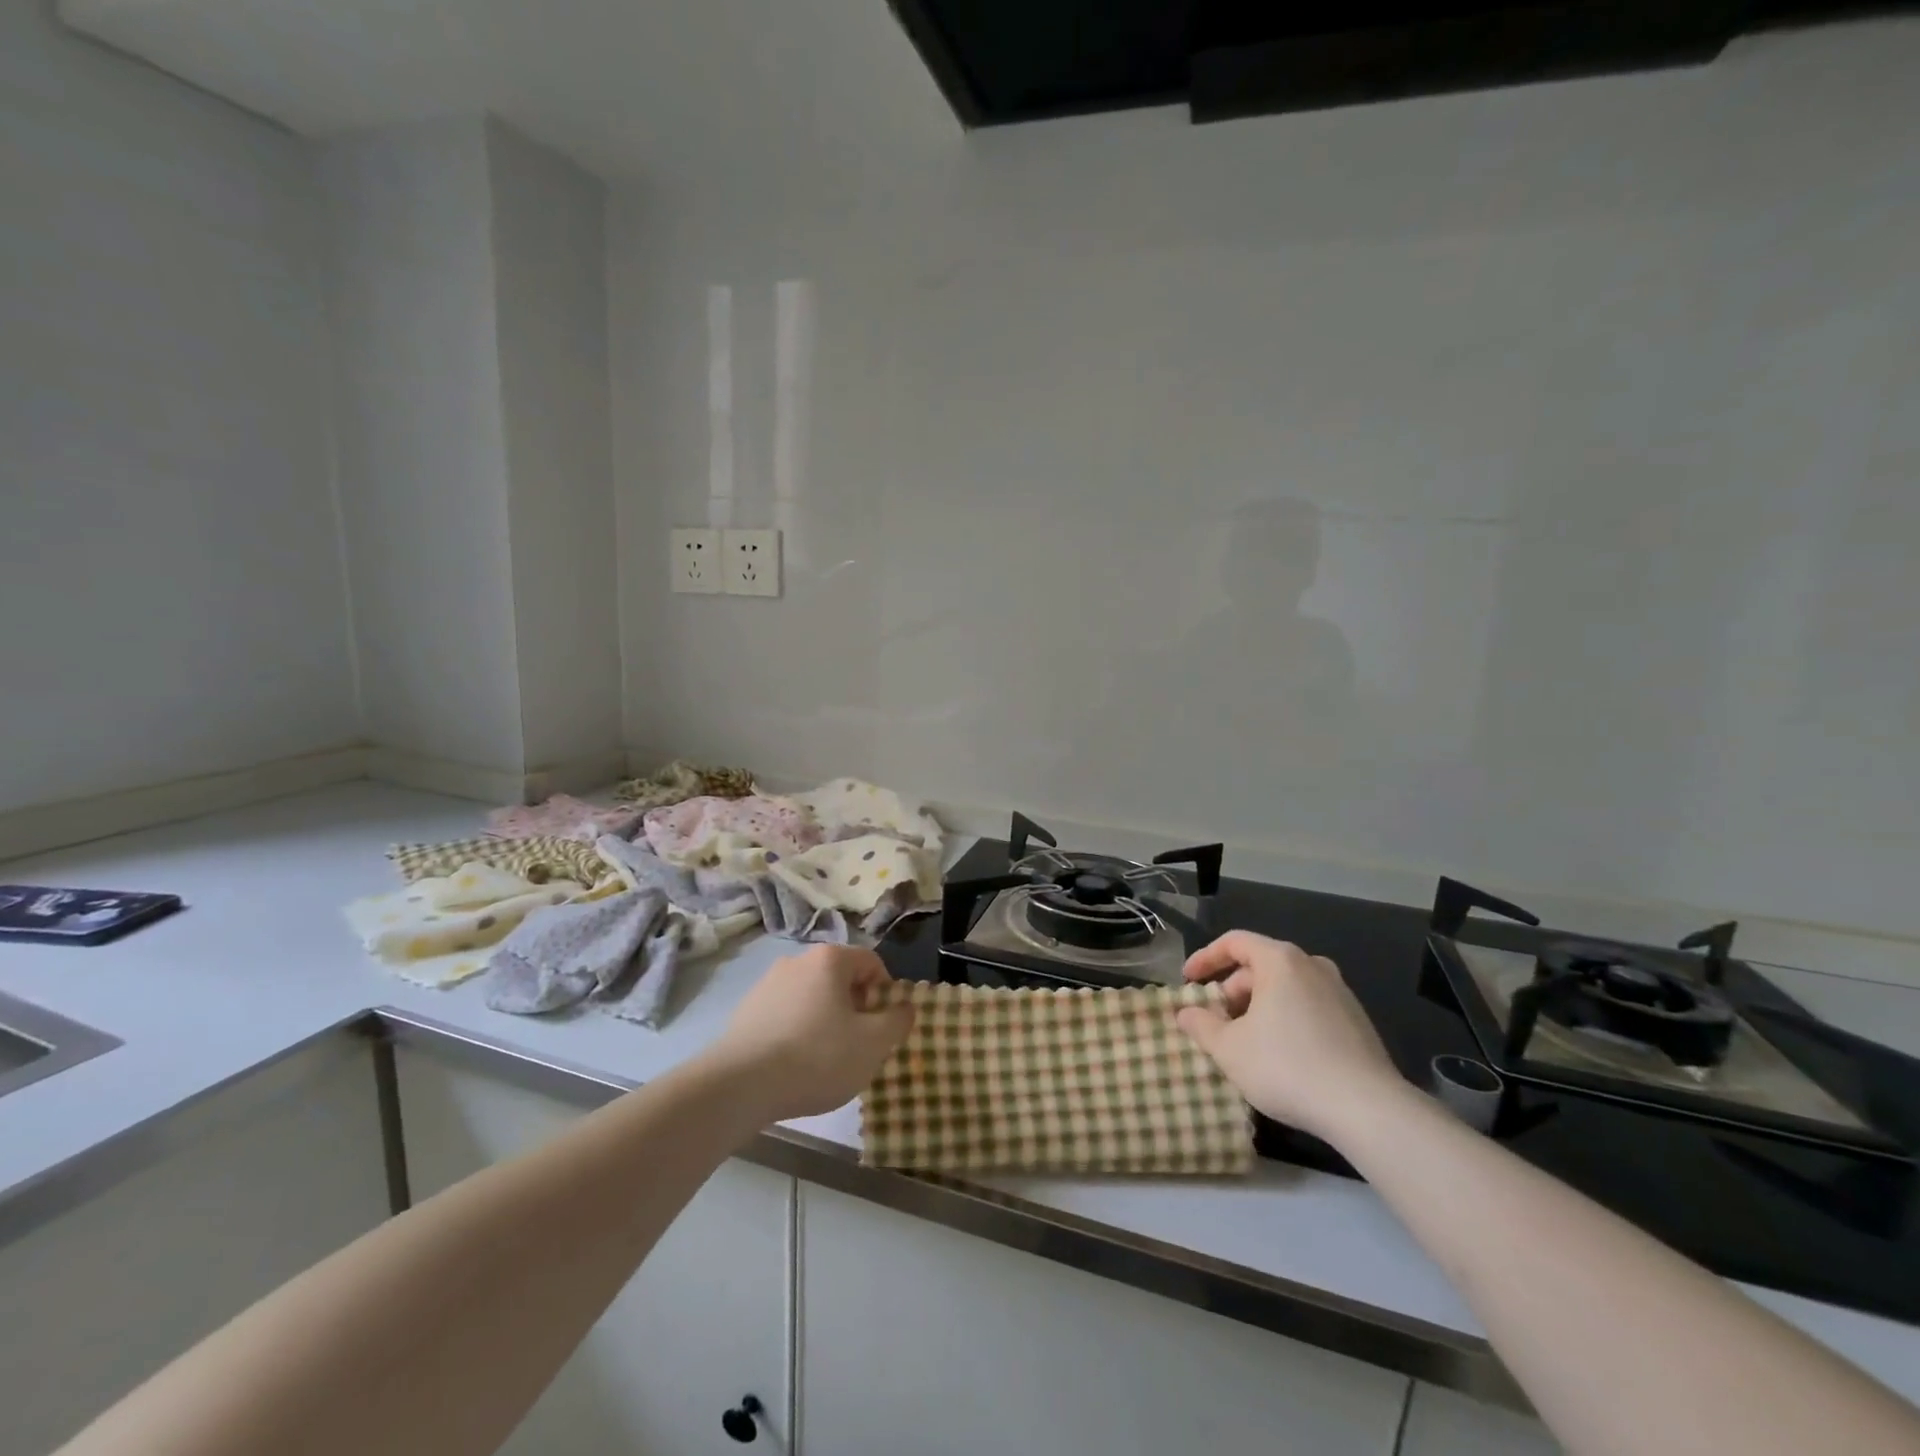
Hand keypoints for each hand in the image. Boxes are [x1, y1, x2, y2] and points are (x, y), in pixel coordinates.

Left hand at [706, 945, 913, 1121]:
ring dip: (826, 1020)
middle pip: (840, 978)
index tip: (883, 1026)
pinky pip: (786, 1014)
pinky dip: (797, 1032)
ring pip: (812, 997)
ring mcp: (767, 984)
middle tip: (858, 1045)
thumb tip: (905, 1007)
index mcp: (830, 959)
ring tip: (825, 1060)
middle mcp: (797, 961)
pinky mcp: (746, 1010)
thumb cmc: (817, 1057)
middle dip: (855, 1008)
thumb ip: (897, 1021)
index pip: (871, 962)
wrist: (740, 1085)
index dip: (886, 992)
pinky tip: (794, 1065)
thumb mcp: (873, 1044)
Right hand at [1176, 931, 1405, 1142]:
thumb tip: (1186, 1013)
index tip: (1188, 981)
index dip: (1205, 958)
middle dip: (1231, 991)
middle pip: (1260, 966)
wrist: (1367, 1109)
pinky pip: (1308, 1007)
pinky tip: (1279, 1055)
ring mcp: (1339, 992)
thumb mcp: (1228, 1049)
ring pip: (1285, 988)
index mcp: (1280, 960)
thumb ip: (1200, 1025)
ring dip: (1257, 1007)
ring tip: (1244, 1041)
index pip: (1234, 942)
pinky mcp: (1356, 1021)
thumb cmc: (1287, 1066)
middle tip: (1215, 1022)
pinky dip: (1285, 1019)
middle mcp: (1312, 966)